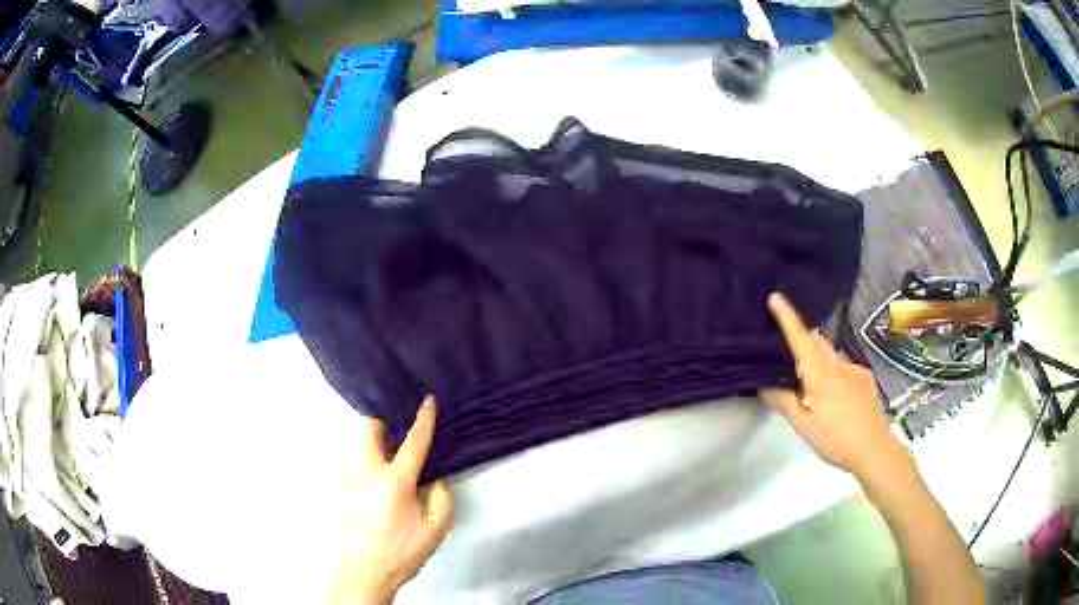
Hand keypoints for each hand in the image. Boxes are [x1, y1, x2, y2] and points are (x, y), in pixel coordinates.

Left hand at [329, 397, 453, 603]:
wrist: (360, 572)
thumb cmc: (399, 553)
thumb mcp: (434, 533)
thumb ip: (442, 502)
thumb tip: (435, 481)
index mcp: (394, 483)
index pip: (413, 442)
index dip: (423, 420)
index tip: (428, 401)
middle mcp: (365, 471)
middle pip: (367, 427)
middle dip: (380, 422)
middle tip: (390, 434)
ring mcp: (343, 476)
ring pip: (348, 438)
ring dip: (363, 438)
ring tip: (374, 451)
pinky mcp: (330, 486)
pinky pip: (338, 456)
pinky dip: (350, 454)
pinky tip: (358, 471)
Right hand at [758, 293, 910, 482]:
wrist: (874, 450)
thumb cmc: (836, 440)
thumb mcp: (804, 426)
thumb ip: (785, 402)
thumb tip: (764, 385)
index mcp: (821, 375)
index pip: (801, 340)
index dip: (788, 318)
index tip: (775, 297)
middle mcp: (839, 365)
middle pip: (817, 340)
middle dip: (802, 335)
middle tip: (786, 341)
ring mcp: (855, 370)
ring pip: (830, 354)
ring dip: (817, 356)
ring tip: (807, 376)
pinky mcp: (865, 379)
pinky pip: (843, 366)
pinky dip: (832, 369)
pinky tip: (832, 393)